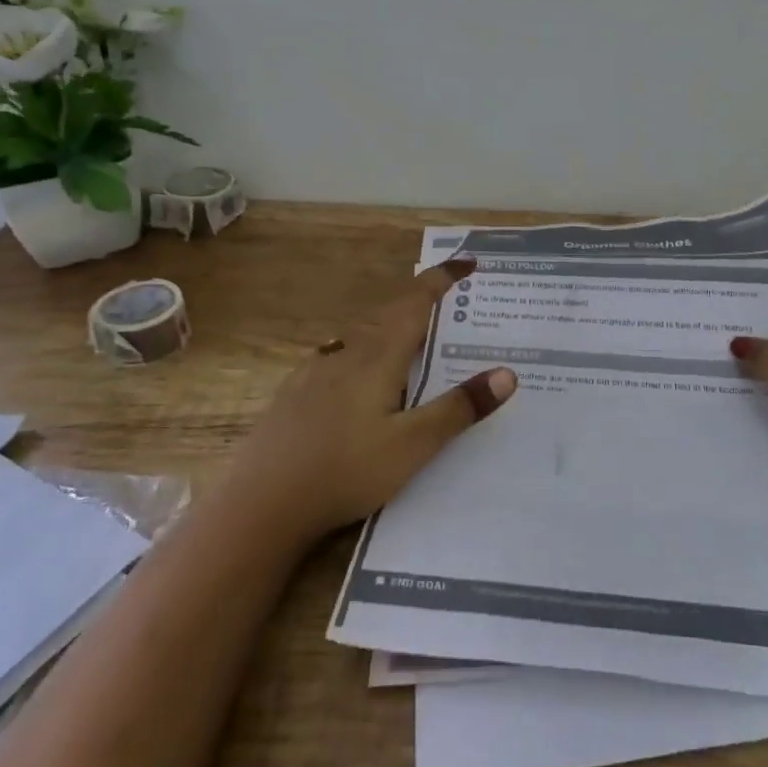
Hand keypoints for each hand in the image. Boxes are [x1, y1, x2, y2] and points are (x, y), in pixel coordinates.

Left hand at [235, 258, 516, 540]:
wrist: (259, 504)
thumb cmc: (345, 470)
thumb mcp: (413, 445)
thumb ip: (459, 408)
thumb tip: (507, 373)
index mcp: (377, 357)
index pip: (416, 303)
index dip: (442, 280)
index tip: (467, 262)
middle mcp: (345, 354)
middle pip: (387, 314)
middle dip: (420, 301)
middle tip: (448, 304)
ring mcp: (314, 373)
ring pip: (360, 336)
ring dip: (390, 326)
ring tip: (410, 338)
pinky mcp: (295, 395)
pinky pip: (338, 357)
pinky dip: (362, 352)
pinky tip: (356, 375)